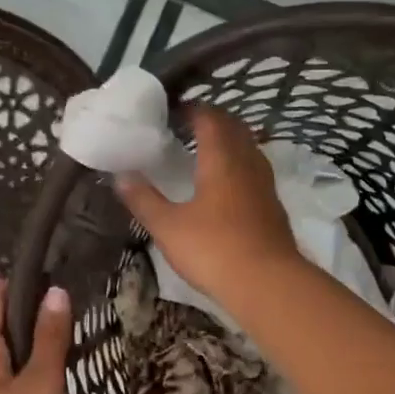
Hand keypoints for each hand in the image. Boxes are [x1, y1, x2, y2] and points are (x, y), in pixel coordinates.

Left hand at [0, 279, 72, 393]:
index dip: (17, 283)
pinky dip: (25, 364)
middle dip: (24, 309)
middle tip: (65, 298)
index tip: (51, 270)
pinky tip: (50, 369)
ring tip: (63, 327)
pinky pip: (5, 375)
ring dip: (26, 338)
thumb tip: (55, 291)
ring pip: (0, 352)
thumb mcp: (42, 382)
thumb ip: (50, 336)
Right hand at [116, 105, 299, 306]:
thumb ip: (143, 199)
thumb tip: (120, 175)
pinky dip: (239, 166)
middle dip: (213, 121)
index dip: (192, 109)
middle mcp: (248, 163)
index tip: (172, 110)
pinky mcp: (274, 206)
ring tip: (206, 153)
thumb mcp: (168, 227)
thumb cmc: (213, 249)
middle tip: (187, 127)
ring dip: (229, 143)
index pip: (210, 118)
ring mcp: (265, 184)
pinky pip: (255, 172)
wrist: (268, 284)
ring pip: (249, 149)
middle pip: (234, 128)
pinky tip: (226, 187)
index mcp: (222, 158)